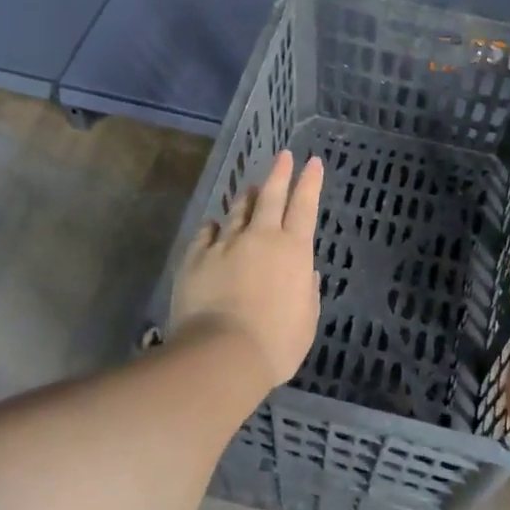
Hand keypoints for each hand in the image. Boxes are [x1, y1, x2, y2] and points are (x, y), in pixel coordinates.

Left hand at [168, 150, 323, 393]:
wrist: (222, 354)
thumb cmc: (277, 343)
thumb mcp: (307, 319)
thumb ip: (308, 291)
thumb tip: (306, 272)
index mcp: (294, 250)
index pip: (305, 206)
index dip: (310, 182)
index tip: (313, 162)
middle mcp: (261, 238)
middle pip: (271, 196)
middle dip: (279, 173)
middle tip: (283, 156)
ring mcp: (225, 244)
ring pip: (238, 211)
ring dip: (246, 197)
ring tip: (249, 188)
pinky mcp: (196, 257)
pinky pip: (206, 233)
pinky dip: (213, 227)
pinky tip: (213, 225)